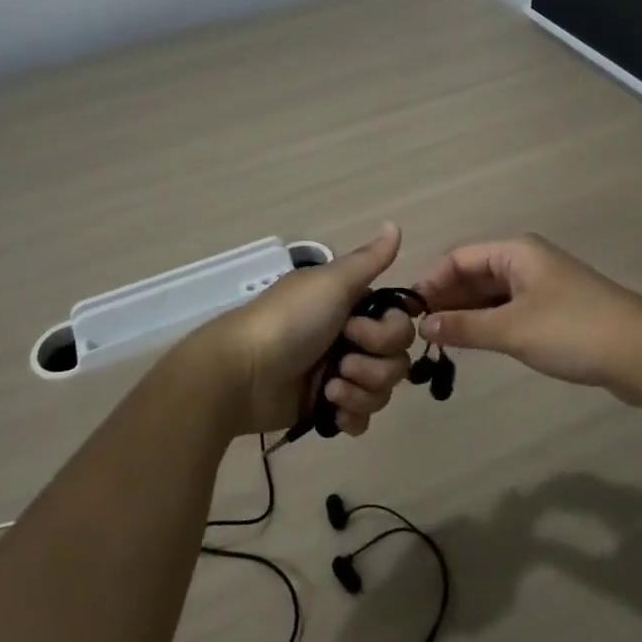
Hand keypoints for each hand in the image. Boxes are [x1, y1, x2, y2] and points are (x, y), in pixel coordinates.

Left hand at [190, 224, 417, 436]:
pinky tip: (332, 410)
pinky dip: (352, 415)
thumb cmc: (289, 320)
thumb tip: (395, 224)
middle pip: (396, 359)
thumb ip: (369, 259)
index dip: (387, 333)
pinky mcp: (327, 408)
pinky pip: (362, 417)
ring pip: (382, 389)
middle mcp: (349, 338)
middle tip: (342, 362)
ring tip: (330, 389)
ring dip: (361, 391)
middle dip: (374, 366)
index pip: (398, 323)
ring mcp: (339, 374)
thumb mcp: (330, 283)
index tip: (356, 330)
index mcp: (351, 306)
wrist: (243, 373)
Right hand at [414, 234, 641, 401]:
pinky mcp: (555, 311)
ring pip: (492, 294)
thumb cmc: (573, 330)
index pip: (458, 257)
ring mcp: (543, 286)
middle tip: (419, 331)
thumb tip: (423, 325)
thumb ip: (464, 327)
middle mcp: (527, 261)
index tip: (409, 312)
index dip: (431, 281)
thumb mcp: (512, 329)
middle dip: (447, 299)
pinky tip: (474, 343)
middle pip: (474, 274)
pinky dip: (489, 323)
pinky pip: (510, 310)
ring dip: (467, 314)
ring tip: (439, 340)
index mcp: (516, 252)